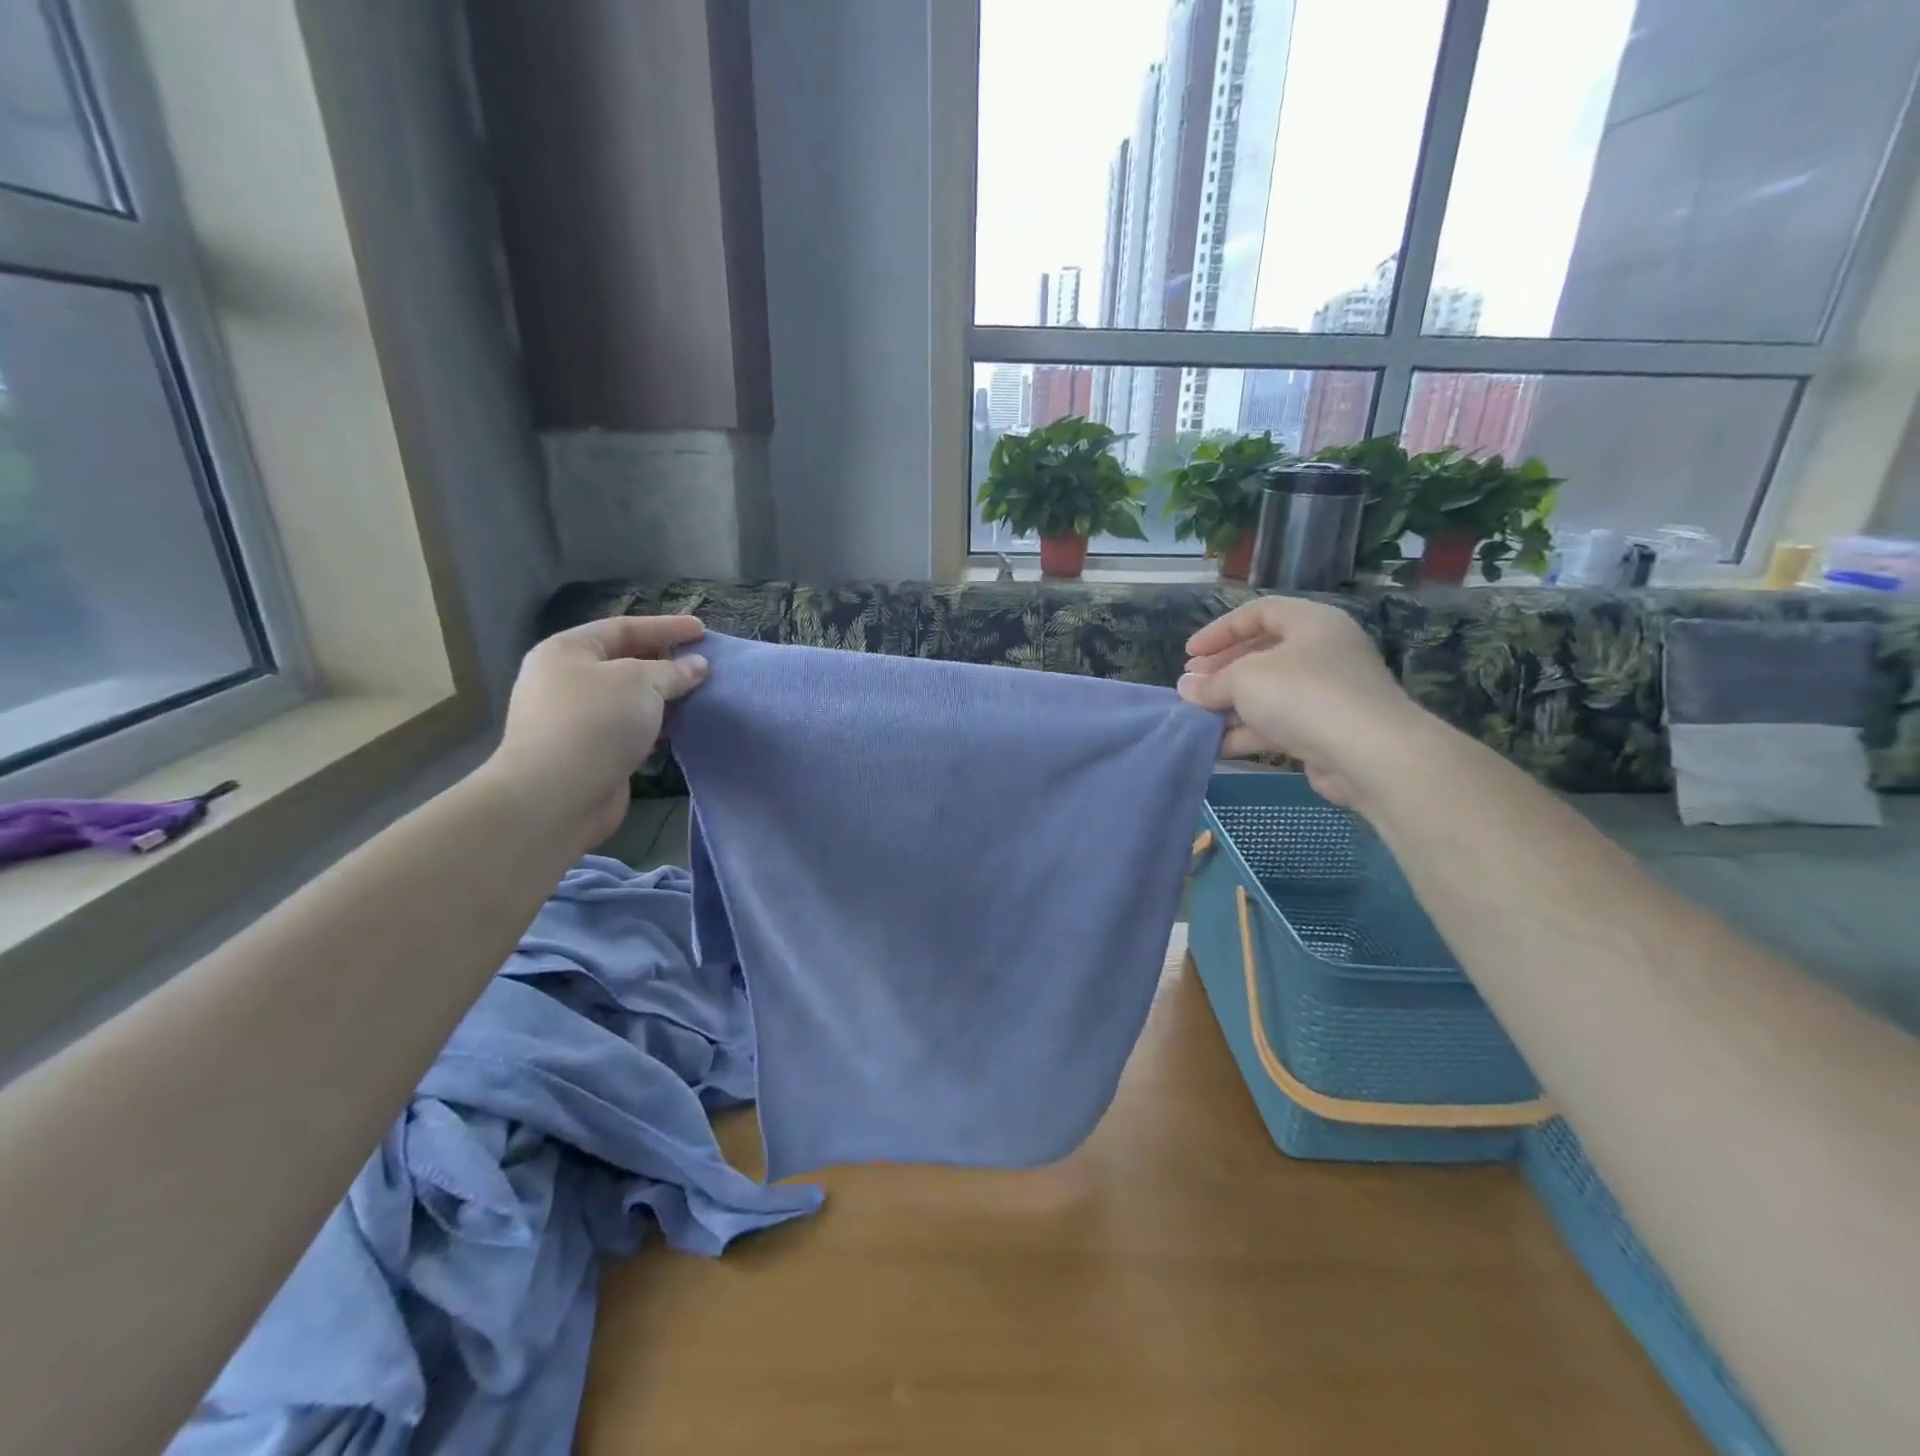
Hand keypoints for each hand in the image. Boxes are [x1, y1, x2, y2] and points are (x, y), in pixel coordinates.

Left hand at [485, 616, 708, 850]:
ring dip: (663, 697)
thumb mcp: (641, 683)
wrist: (556, 796)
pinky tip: (681, 727)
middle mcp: (566, 681)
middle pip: (624, 662)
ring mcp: (576, 719)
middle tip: (703, 664)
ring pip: (629, 698)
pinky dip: (655, 725)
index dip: (665, 627)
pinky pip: (629, 728)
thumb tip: (698, 666)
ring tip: (699, 695)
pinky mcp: (590, 752)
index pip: (623, 628)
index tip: (702, 630)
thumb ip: (673, 671)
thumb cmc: (595, 723)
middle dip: (665, 662)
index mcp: (567, 651)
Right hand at [1177, 597, 1428, 805]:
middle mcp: (1324, 652)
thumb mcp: (1244, 680)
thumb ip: (1211, 683)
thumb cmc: (1303, 696)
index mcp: (1312, 624)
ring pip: (1269, 694)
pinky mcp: (1326, 731)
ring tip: (1198, 720)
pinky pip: (1279, 725)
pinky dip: (1248, 732)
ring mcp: (1328, 694)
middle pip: (1263, 654)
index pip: (1260, 612)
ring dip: (1231, 706)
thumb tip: (1187, 687)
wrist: (1368, 754)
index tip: (1190, 654)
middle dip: (1223, 672)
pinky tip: (1218, 746)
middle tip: (1193, 687)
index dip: (1220, 630)